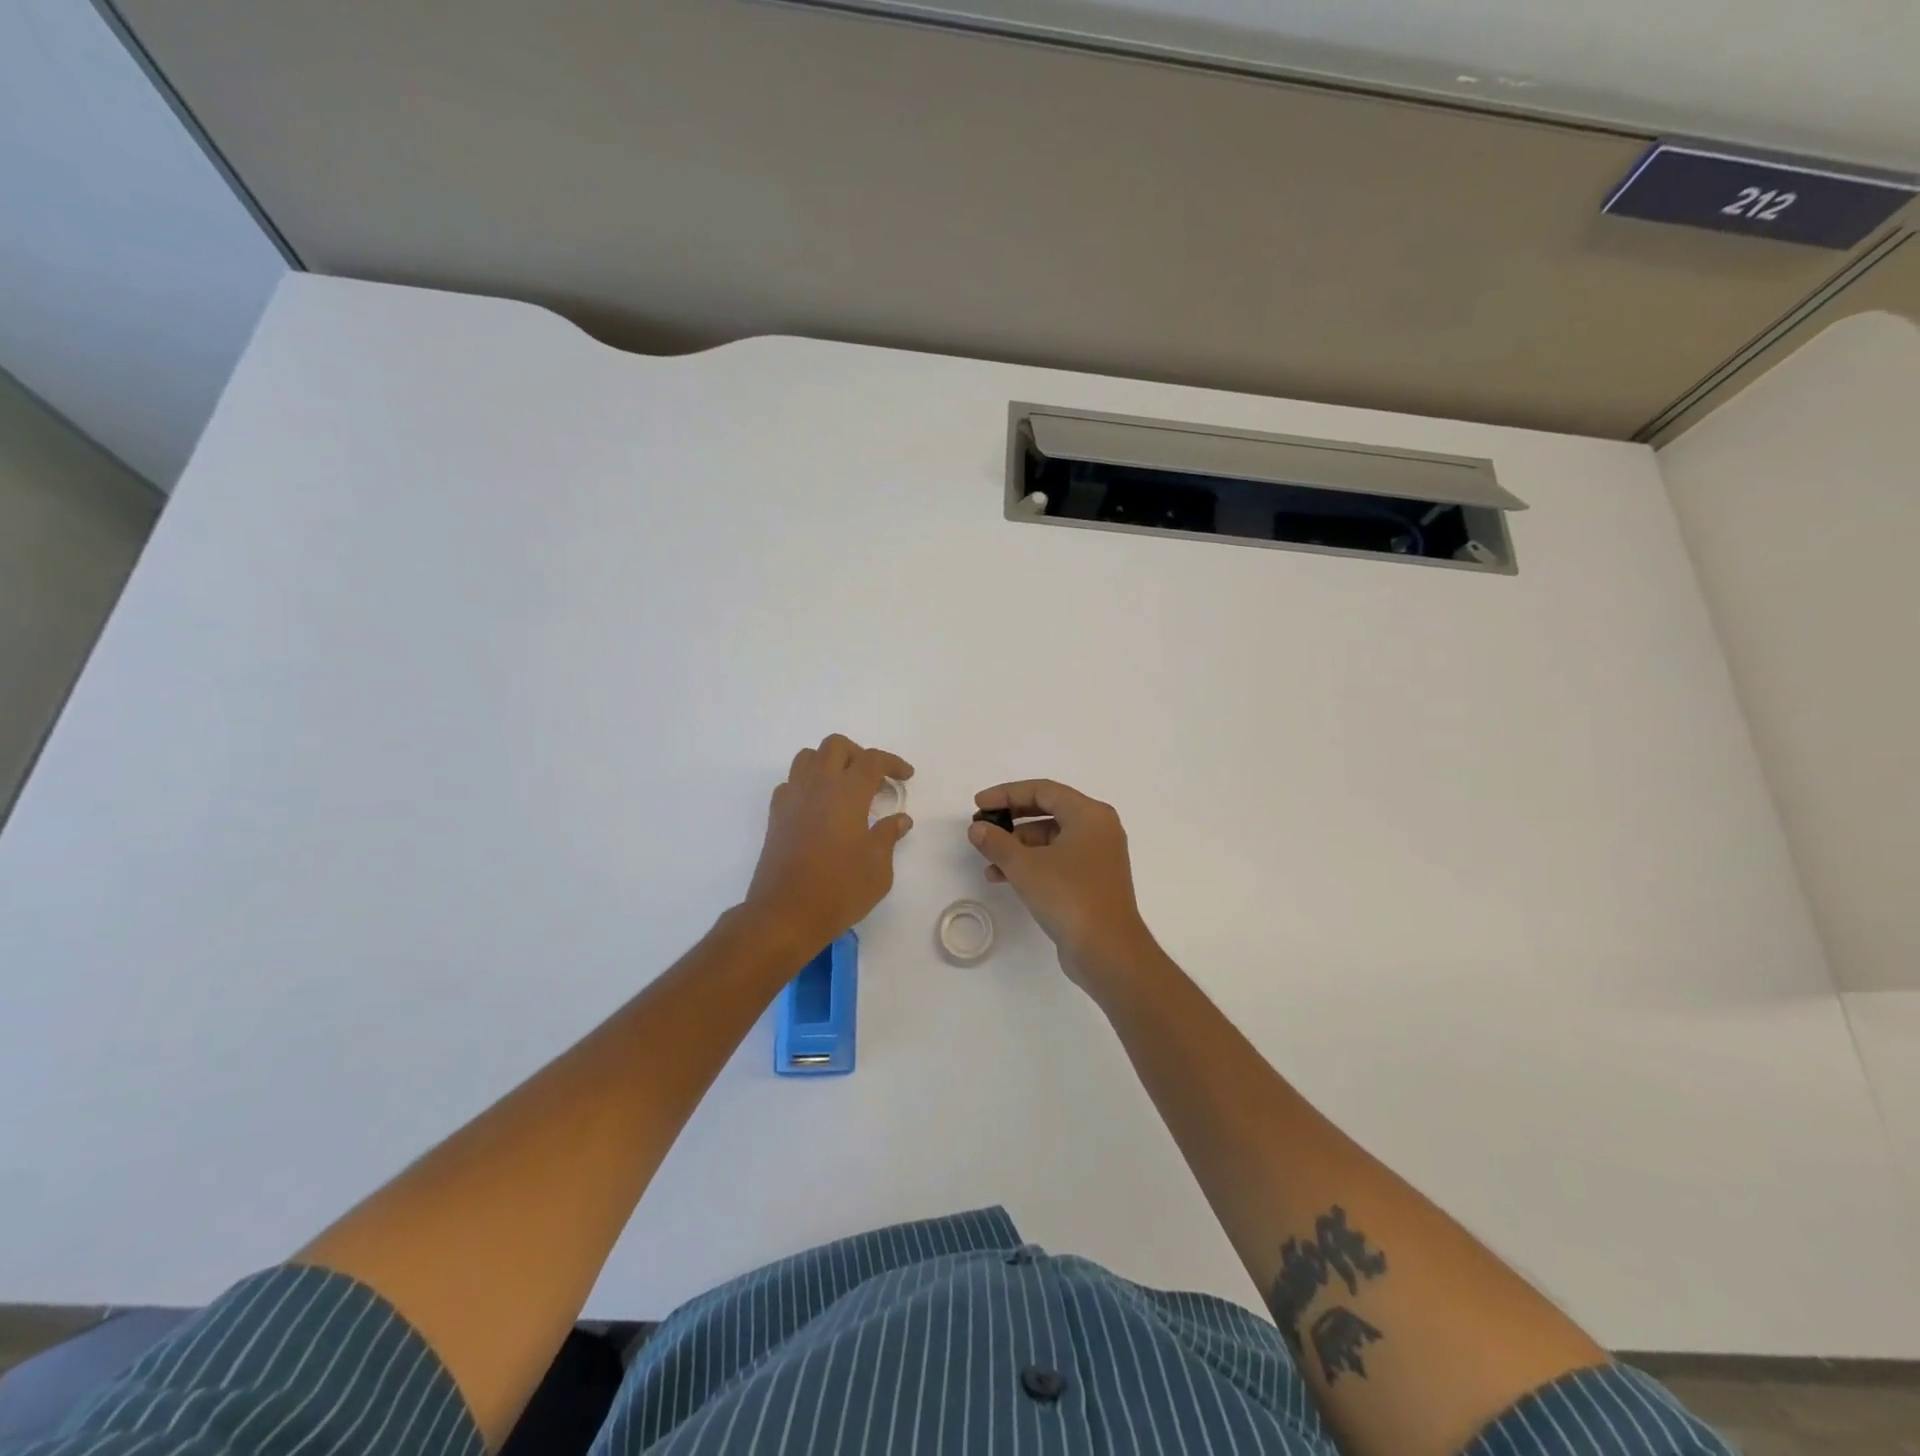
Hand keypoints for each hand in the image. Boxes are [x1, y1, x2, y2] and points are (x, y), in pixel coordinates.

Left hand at [745, 734, 913, 957]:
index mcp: (847, 793)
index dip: (892, 763)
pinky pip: (791, 783)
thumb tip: (899, 819)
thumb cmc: (840, 890)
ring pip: (807, 757)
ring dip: (829, 763)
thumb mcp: (878, 868)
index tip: (906, 777)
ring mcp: (792, 799)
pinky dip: (808, 784)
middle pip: (835, 746)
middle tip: (875, 780)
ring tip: (845, 787)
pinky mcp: (776, 816)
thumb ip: (888, 836)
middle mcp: (817, 786)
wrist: (785, 915)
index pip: (872, 760)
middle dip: (859, 755)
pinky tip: (819, 807)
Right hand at [968, 779, 1157, 991]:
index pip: (1043, 790)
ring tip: (989, 861)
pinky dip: (1032, 863)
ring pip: (1051, 838)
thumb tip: (978, 828)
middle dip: (1012, 819)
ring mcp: (1098, 856)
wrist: (1107, 951)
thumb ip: (997, 842)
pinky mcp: (1093, 881)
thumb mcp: (1025, 866)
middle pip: (1048, 811)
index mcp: (1090, 814)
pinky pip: (1057, 860)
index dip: (1007, 794)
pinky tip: (1005, 878)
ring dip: (1018, 846)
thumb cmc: (1069, 896)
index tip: (979, 805)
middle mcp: (1098, 829)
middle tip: (984, 826)